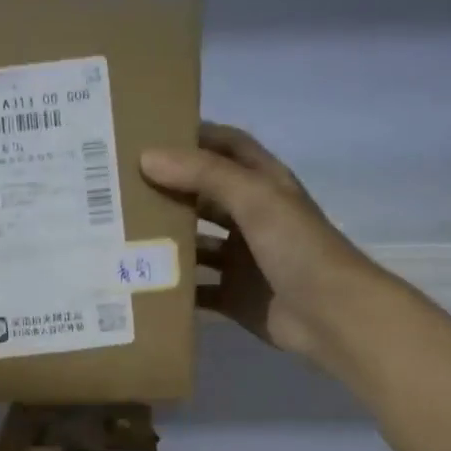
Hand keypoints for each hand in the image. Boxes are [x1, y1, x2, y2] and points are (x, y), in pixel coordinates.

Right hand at [141, 123, 380, 366]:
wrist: (330, 315)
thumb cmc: (298, 248)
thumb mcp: (254, 199)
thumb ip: (204, 175)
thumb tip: (147, 157)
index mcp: (264, 186)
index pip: (227, 148)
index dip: (194, 137)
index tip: (150, 135)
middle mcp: (252, 219)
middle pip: (204, 197)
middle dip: (168, 191)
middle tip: (120, 188)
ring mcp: (242, 261)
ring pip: (196, 245)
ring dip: (166, 242)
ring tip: (119, 237)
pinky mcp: (233, 297)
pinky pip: (196, 290)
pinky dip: (173, 289)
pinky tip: (140, 285)